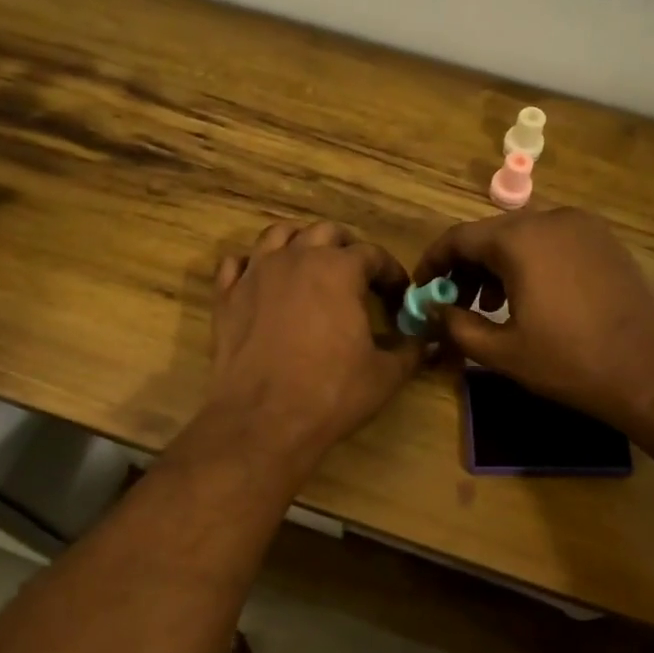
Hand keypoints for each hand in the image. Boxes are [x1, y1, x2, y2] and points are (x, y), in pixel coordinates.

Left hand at [205, 221, 422, 466]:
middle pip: (325, 233)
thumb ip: (410, 350)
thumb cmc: (331, 393)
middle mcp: (296, 258)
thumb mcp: (385, 375)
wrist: (262, 419)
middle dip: (346, 248)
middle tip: (357, 276)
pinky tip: (261, 282)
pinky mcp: (226, 296)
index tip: (398, 294)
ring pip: (278, 235)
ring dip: (299, 243)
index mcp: (339, 269)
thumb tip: (427, 341)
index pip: (373, 254)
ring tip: (310, 265)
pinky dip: (252, 266)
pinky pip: (236, 264)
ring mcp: (256, 273)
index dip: (390, 272)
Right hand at [414, 208, 653, 429]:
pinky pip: (554, 242)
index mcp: (520, 238)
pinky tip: (532, 298)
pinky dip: (531, 263)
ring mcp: (585, 227)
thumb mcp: (502, 351)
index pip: (458, 237)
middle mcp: (552, 219)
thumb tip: (436, 311)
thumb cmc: (571, 361)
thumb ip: (457, 325)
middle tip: (454, 302)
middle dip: (466, 267)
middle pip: (492, 233)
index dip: (433, 262)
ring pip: (524, 236)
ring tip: (491, 305)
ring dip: (498, 265)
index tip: (421, 289)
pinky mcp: (607, 242)